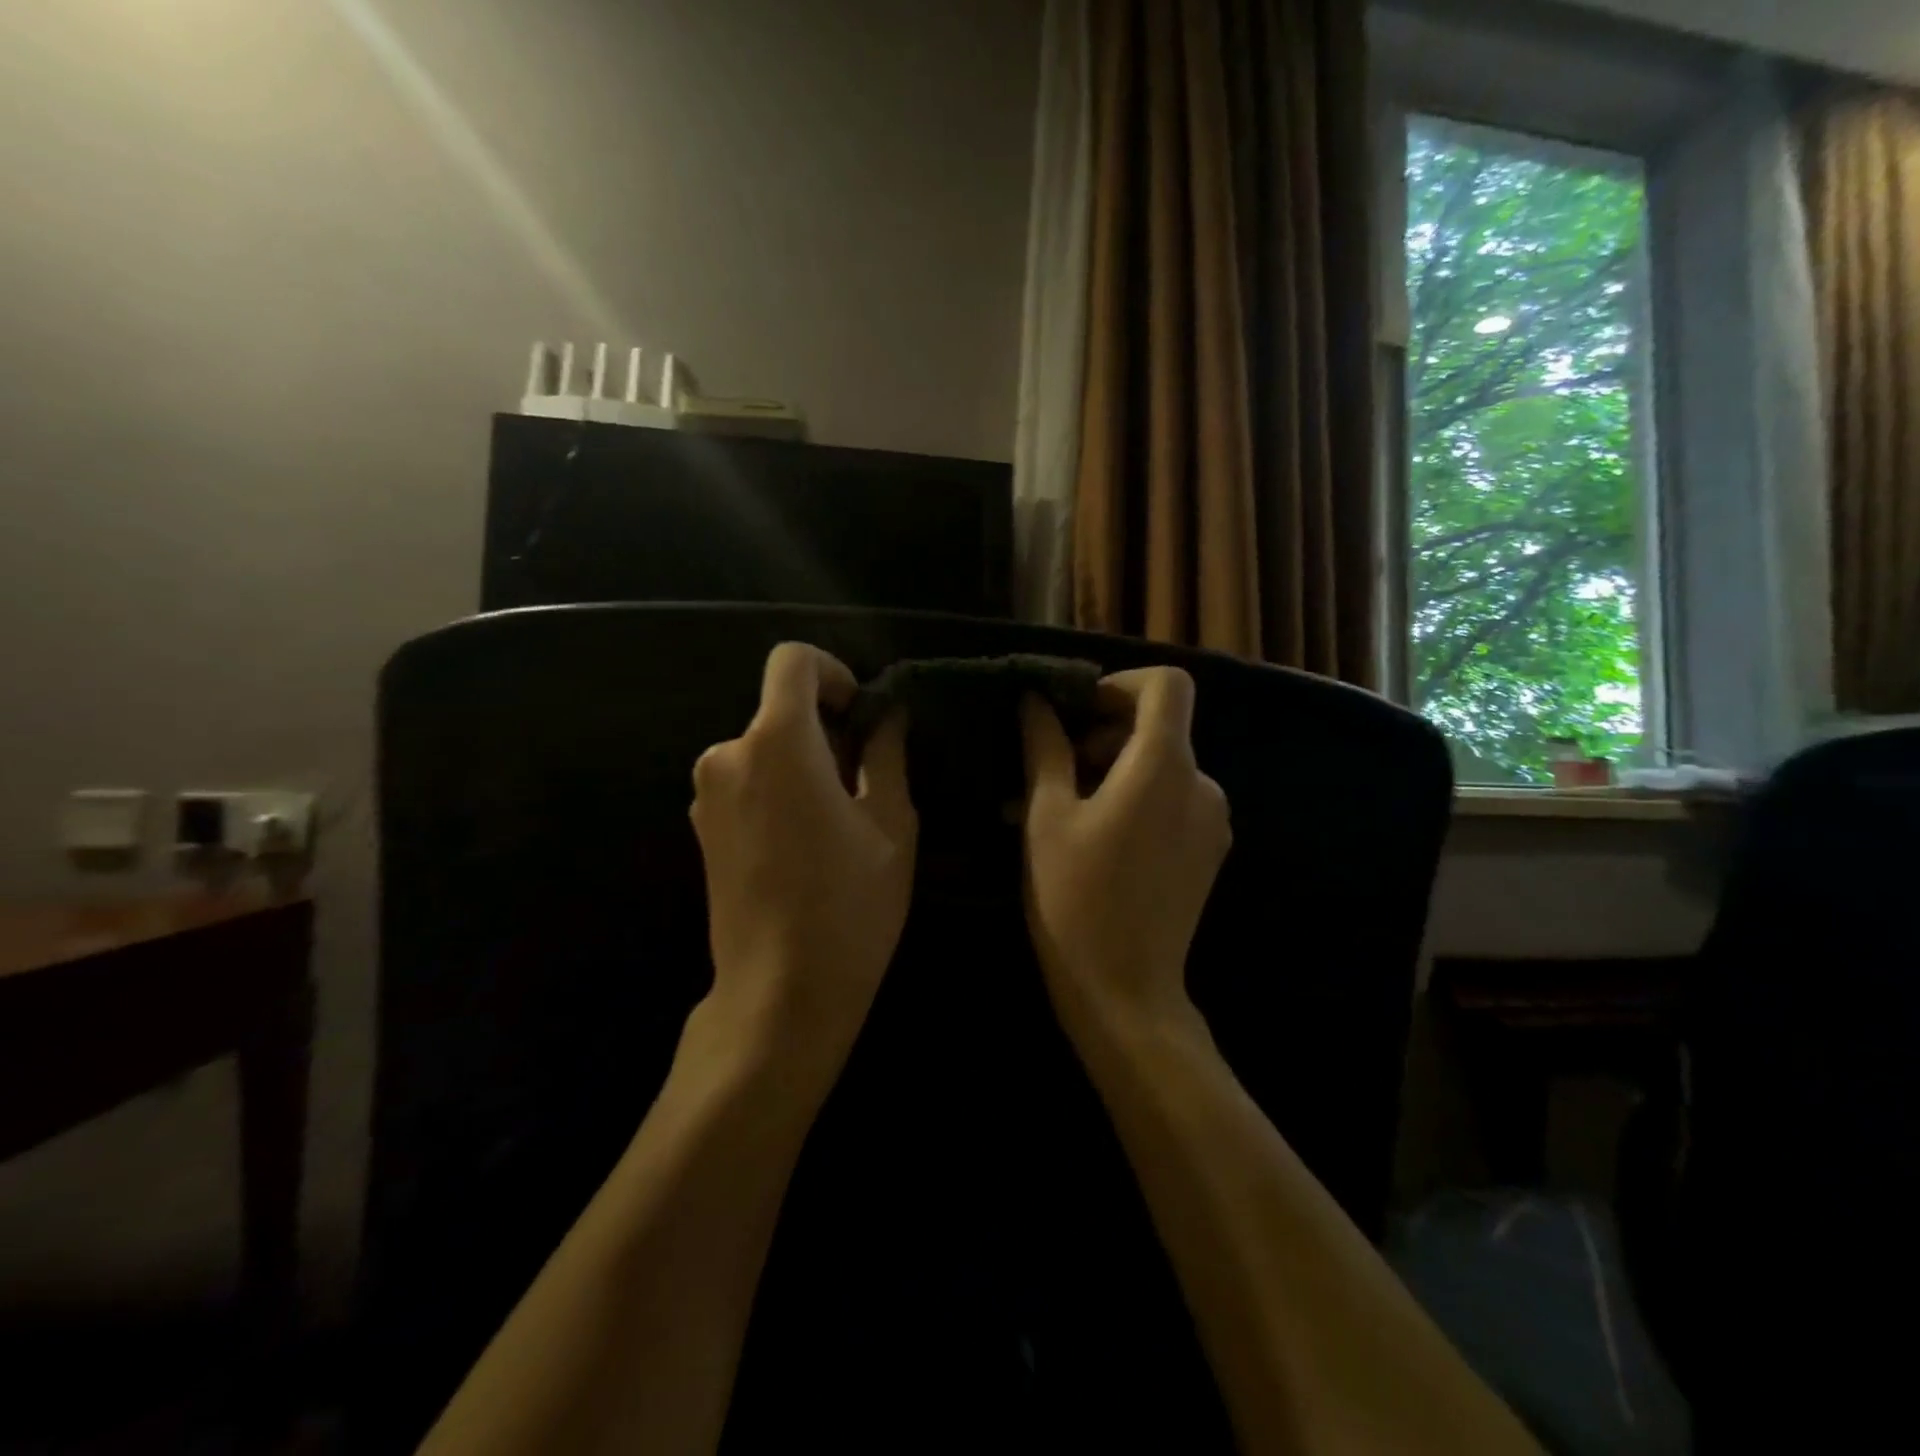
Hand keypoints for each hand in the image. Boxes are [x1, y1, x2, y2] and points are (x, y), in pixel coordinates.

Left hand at [690, 643, 916, 1064]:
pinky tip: (805, 843)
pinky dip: (777, 788)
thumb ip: (886, 753)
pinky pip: (745, 781)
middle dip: (825, 728)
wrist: (779, 992)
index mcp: (778, 742)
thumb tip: (888, 714)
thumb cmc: (850, 904)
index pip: (791, 661)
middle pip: (780, 709)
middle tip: (865, 780)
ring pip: (764, 748)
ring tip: (839, 820)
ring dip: (802, 762)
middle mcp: (728, 755)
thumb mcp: (891, 823)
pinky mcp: (701, 827)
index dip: (833, 673)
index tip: (860, 716)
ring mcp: (706, 794)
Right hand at [1021, 667, 1230, 1033]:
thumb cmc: (1074, 899)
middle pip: (1159, 726)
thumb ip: (1044, 748)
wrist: (1125, 991)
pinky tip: (1096, 836)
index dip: (1120, 685)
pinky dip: (1136, 798)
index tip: (1077, 714)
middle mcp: (1202, 783)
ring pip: (1162, 765)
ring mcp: (1212, 819)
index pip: (1167, 685)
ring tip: (1063, 810)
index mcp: (1164, 766)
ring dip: (1114, 770)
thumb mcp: (1046, 818)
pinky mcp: (1210, 849)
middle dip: (1103, 734)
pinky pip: (1173, 799)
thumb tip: (1034, 701)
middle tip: (1051, 771)